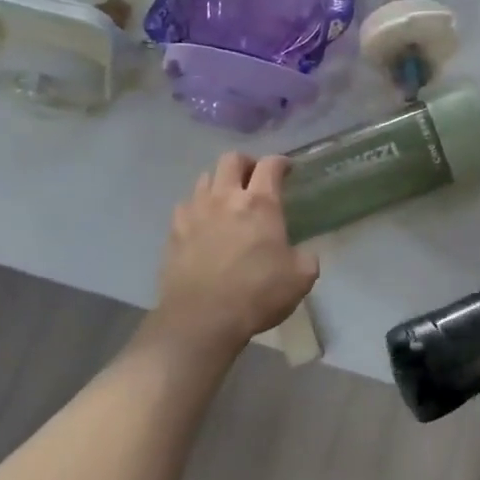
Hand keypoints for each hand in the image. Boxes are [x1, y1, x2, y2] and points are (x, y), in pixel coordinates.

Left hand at [153, 154, 319, 356]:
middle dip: (246, 163)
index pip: (270, 165)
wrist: (202, 319)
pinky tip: (203, 223)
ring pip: (205, 178)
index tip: (288, 169)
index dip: (281, 162)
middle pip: (232, 159)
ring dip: (220, 182)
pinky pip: (186, 205)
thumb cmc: (257, 293)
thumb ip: (305, 257)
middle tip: (255, 178)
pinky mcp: (174, 232)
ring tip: (228, 199)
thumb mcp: (301, 277)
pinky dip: (197, 207)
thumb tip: (300, 254)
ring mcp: (195, 212)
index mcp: (260, 203)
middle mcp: (225, 198)